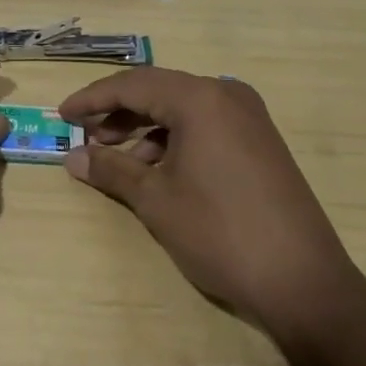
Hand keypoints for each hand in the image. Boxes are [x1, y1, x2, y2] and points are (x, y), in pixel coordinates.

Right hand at [59, 69, 365, 339]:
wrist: (303, 281)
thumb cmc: (220, 232)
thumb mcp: (156, 199)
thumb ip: (111, 170)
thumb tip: (73, 158)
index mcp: (200, 98)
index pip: (133, 84)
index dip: (92, 98)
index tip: (62, 115)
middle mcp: (226, 95)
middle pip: (158, 91)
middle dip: (117, 112)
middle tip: (86, 137)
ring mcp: (249, 118)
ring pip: (182, 109)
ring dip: (145, 128)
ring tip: (116, 158)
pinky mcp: (260, 141)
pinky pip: (204, 126)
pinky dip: (173, 140)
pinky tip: (155, 169)